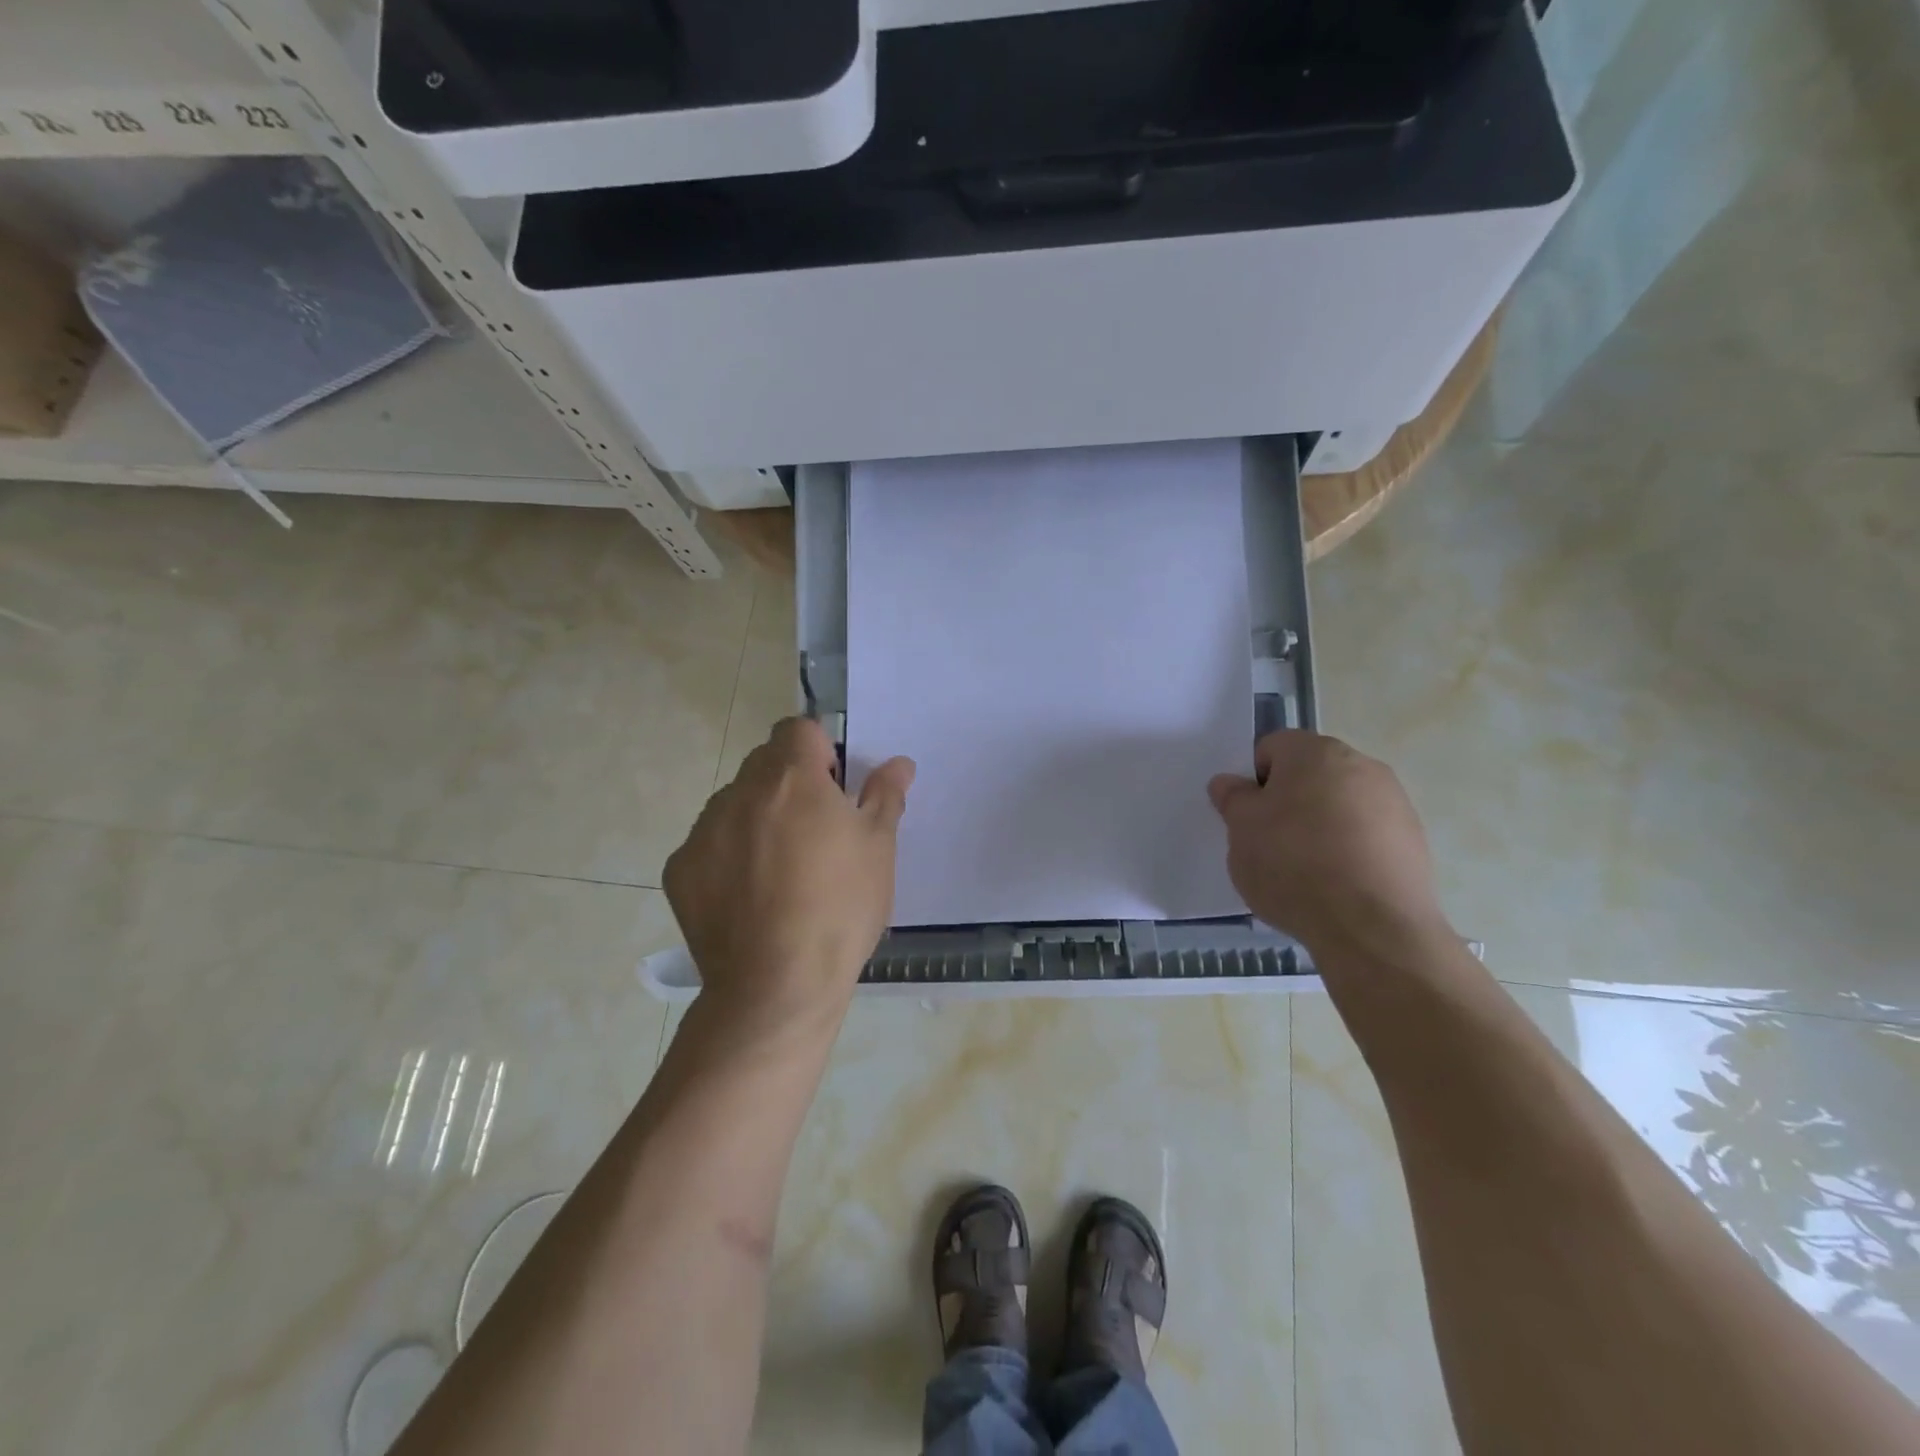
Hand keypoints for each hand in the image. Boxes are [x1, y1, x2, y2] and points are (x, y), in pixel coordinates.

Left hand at [664, 718, 914, 1038]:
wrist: (777, 986)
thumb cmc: (841, 909)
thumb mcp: (879, 849)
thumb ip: (885, 795)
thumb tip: (898, 762)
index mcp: (792, 778)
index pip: (797, 729)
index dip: (818, 751)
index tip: (833, 789)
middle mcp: (740, 792)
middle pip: (764, 764)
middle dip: (789, 783)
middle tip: (814, 832)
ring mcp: (703, 831)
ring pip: (734, 803)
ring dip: (757, 818)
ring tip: (780, 871)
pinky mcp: (680, 869)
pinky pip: (709, 844)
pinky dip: (728, 856)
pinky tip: (749, 897)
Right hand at [1207, 731, 1449, 956]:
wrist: (1372, 926)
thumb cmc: (1293, 865)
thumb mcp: (1241, 831)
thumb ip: (1233, 799)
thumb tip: (1230, 783)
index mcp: (1315, 752)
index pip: (1271, 748)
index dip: (1253, 780)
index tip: (1249, 817)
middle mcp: (1361, 764)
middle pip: (1310, 774)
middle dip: (1289, 801)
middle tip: (1270, 842)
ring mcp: (1394, 801)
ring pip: (1340, 804)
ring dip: (1320, 825)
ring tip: (1306, 870)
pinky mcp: (1413, 839)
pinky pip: (1367, 834)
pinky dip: (1349, 849)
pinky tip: (1337, 884)